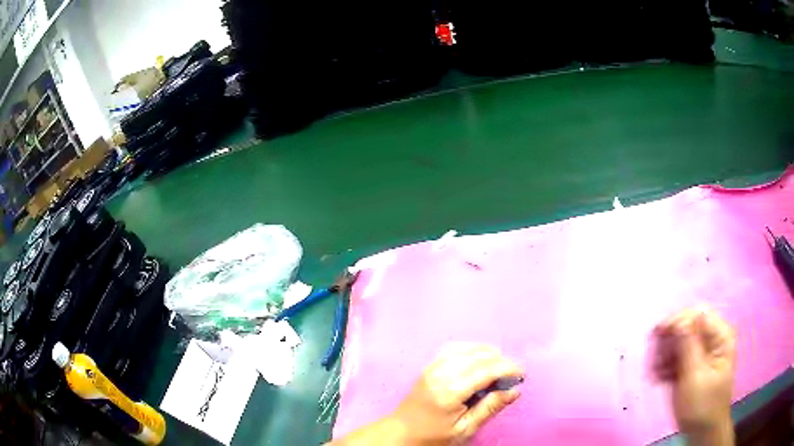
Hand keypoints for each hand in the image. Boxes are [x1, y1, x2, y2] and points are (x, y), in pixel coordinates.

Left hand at [332, 343, 523, 444]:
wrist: (401, 433)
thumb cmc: (433, 436)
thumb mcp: (464, 429)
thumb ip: (489, 408)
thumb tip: (514, 391)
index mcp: (450, 392)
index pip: (486, 370)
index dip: (508, 369)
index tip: (522, 374)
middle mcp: (440, 374)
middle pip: (478, 356)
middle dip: (501, 361)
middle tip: (512, 375)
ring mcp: (432, 367)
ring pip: (467, 348)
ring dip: (487, 353)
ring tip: (500, 366)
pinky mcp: (428, 366)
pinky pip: (453, 349)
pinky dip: (471, 349)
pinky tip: (479, 359)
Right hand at [653, 307, 735, 445]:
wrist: (704, 432)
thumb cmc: (702, 406)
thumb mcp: (695, 378)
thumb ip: (689, 347)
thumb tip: (679, 320)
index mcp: (721, 337)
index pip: (698, 314)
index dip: (677, 320)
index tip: (657, 334)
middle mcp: (714, 339)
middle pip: (689, 327)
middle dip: (669, 341)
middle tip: (653, 358)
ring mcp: (705, 352)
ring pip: (681, 341)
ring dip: (666, 354)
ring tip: (654, 372)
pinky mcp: (695, 365)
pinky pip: (679, 356)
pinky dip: (667, 364)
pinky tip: (659, 377)